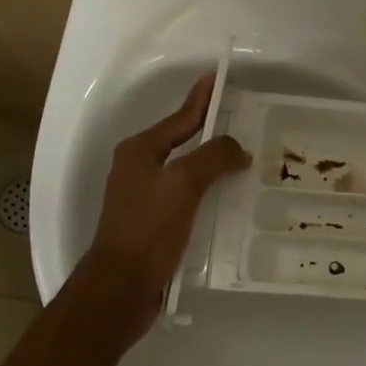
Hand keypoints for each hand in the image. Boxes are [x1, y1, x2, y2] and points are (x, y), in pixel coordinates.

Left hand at [83, 72, 250, 323]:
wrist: (121, 288)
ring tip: (245, 160)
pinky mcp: (154, 224)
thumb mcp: (183, 184)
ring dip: (214, 165)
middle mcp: (139, 169)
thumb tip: (237, 149)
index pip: (180, 117)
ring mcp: (145, 198)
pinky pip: (188, 197)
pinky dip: (209, 192)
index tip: (218, 77)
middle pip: (183, 142)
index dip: (201, 98)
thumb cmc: (148, 229)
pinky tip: (230, 200)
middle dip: (212, 131)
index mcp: (140, 151)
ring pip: (187, 171)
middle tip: (244, 121)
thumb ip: (212, 157)